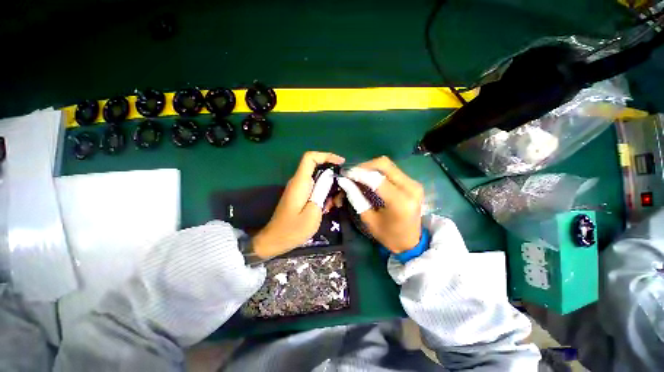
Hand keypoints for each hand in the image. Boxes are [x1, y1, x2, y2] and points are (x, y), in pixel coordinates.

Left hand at [252, 151, 344, 257]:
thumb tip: (329, 179)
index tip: (341, 163)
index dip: (326, 156)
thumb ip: (321, 193)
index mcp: (300, 182)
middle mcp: (299, 182)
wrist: (275, 240)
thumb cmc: (293, 229)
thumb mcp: (312, 213)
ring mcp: (299, 189)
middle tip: (341, 192)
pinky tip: (327, 207)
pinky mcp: (301, 195)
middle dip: (333, 177)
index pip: (310, 158)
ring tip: (335, 203)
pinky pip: (315, 188)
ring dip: (329, 188)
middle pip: (317, 168)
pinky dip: (324, 194)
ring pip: (318, 179)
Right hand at [338, 156, 423, 253]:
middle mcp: (410, 188)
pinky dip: (378, 171)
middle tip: (352, 174)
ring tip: (359, 176)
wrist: (411, 242)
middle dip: (365, 166)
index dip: (358, 173)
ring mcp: (414, 183)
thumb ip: (356, 198)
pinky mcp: (413, 182)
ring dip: (371, 168)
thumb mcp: (369, 219)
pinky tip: (370, 179)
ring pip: (388, 165)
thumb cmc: (388, 235)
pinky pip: (392, 170)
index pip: (376, 179)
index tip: (345, 174)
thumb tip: (344, 181)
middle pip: (384, 164)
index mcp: (400, 202)